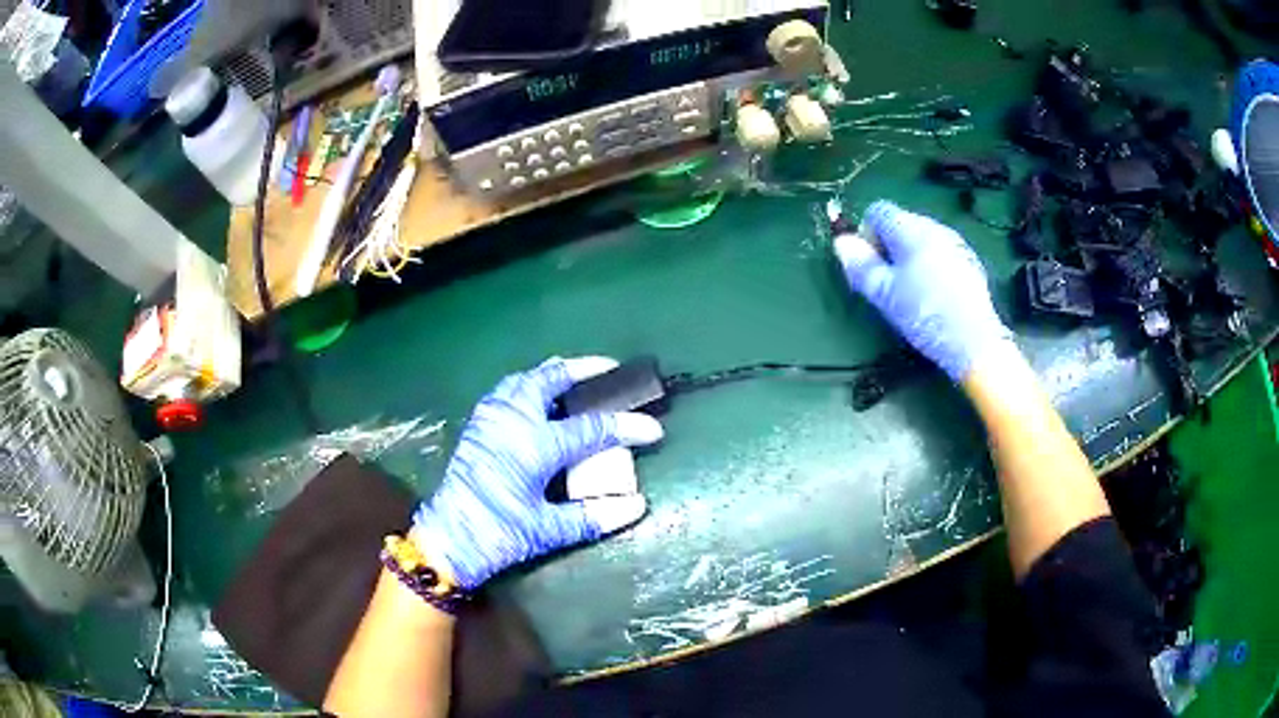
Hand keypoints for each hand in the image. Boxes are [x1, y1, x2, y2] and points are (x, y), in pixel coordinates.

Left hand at [411, 357, 663, 589]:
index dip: (627, 427)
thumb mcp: (547, 530)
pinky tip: (539, 398)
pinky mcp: (478, 425)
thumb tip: (636, 505)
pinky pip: (507, 390)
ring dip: (553, 373)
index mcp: (534, 445)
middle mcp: (512, 420)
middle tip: (610, 369)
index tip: (654, 429)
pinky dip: (529, 384)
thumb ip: (593, 516)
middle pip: (551, 379)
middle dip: (584, 369)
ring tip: (576, 377)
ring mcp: (490, 418)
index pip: (592, 428)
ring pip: (525, 379)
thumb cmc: (498, 535)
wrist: (447, 539)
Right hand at [834, 200, 1011, 381]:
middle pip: (900, 223)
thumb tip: (841, 242)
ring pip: (920, 238)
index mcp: (911, 229)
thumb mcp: (885, 294)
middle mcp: (934, 227)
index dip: (865, 234)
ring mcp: (955, 243)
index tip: (868, 265)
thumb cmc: (924, 315)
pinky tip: (933, 295)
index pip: (877, 211)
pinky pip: (939, 252)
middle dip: (887, 246)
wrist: (974, 341)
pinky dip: (929, 264)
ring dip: (908, 256)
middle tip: (886, 282)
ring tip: (910, 291)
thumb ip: (861, 265)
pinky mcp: (969, 261)